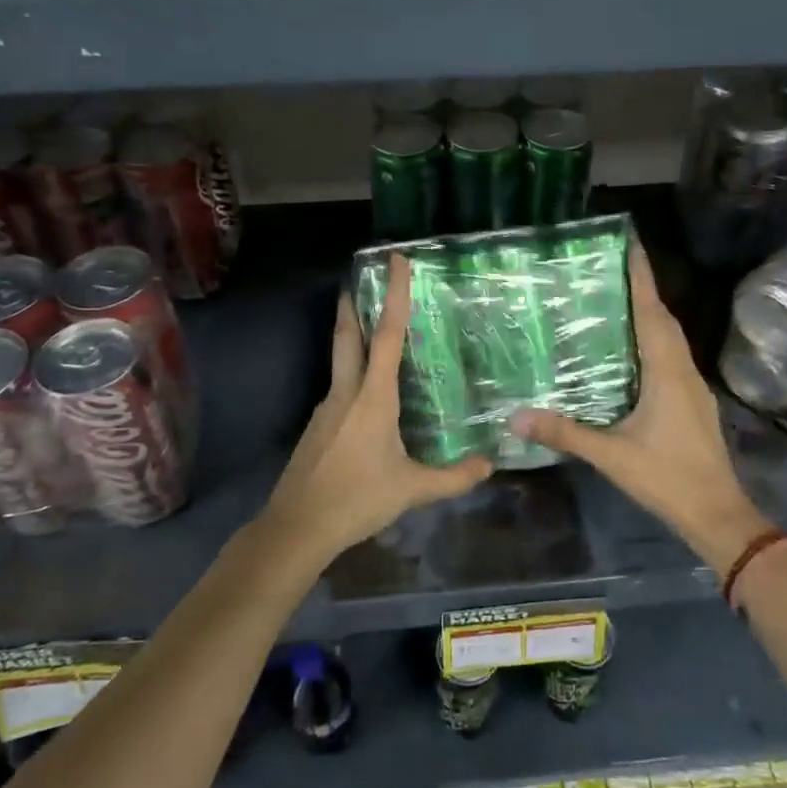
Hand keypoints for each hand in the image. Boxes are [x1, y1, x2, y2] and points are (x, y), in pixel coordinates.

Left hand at [260, 255, 491, 559]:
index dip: (395, 295)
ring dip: (351, 337)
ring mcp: (326, 409)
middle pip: (348, 336)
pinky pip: (338, 389)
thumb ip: (454, 477)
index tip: (395, 260)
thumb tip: (490, 464)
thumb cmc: (357, 499)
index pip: (388, 335)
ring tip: (371, 332)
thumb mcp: (413, 489)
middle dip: (353, 304)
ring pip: (340, 361)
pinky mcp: (316, 427)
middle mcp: (346, 392)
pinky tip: (364, 396)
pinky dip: (351, 375)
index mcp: (373, 397)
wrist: (297, 527)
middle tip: (357, 279)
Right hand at [512, 243, 768, 571]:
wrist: (718, 514)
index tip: (629, 242)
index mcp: (666, 371)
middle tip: (610, 265)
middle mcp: (683, 369)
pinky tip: (631, 350)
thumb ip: (565, 433)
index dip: (641, 275)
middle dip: (642, 287)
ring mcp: (692, 386)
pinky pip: (670, 355)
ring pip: (670, 337)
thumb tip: (515, 417)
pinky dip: (652, 339)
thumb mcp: (611, 456)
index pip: (652, 311)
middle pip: (663, 317)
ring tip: (616, 298)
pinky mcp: (692, 401)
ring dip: (649, 312)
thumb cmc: (667, 478)